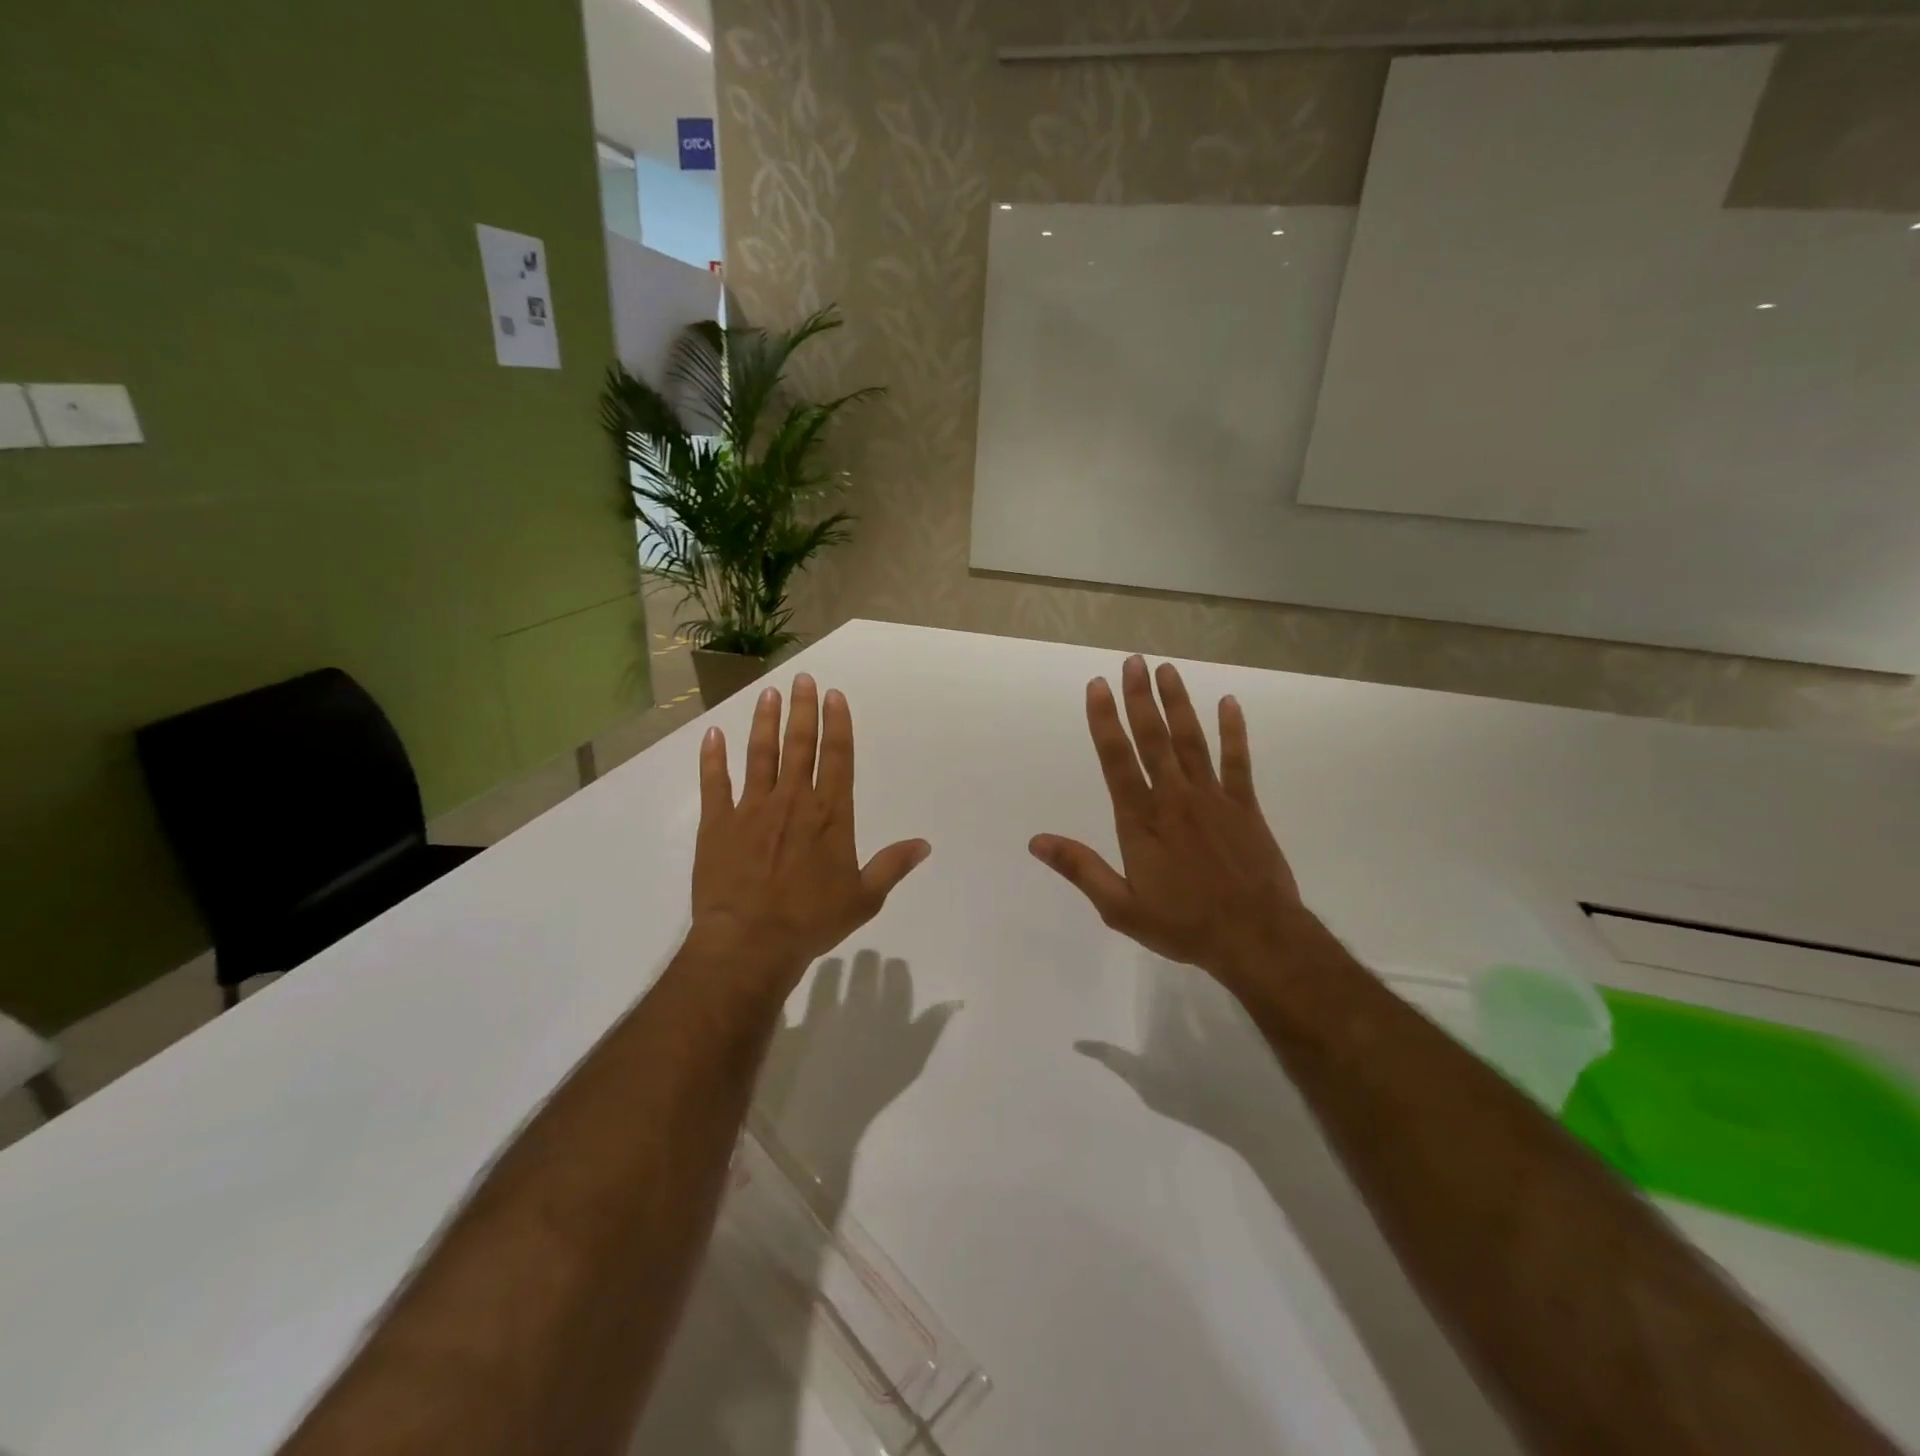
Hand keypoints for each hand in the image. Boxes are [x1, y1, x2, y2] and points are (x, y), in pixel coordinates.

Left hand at [690, 674, 930, 999]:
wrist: (750, 941)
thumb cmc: (811, 920)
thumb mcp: (864, 898)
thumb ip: (892, 866)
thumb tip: (924, 844)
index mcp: (829, 815)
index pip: (837, 758)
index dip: (837, 724)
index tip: (834, 696)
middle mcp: (792, 801)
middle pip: (799, 746)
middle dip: (803, 710)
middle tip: (803, 679)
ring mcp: (751, 809)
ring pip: (760, 755)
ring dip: (765, 722)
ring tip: (768, 693)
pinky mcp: (717, 823)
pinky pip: (714, 783)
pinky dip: (713, 758)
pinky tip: (713, 734)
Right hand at [1030, 655, 1305, 989]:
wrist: (1257, 938)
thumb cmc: (1184, 925)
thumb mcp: (1121, 907)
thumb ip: (1081, 869)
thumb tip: (1036, 841)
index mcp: (1141, 821)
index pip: (1116, 760)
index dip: (1104, 720)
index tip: (1097, 686)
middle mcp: (1174, 798)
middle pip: (1153, 738)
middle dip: (1140, 698)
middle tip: (1133, 661)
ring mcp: (1213, 798)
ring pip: (1191, 740)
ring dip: (1178, 703)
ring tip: (1167, 669)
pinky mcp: (1245, 806)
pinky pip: (1238, 760)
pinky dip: (1234, 731)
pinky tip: (1229, 703)